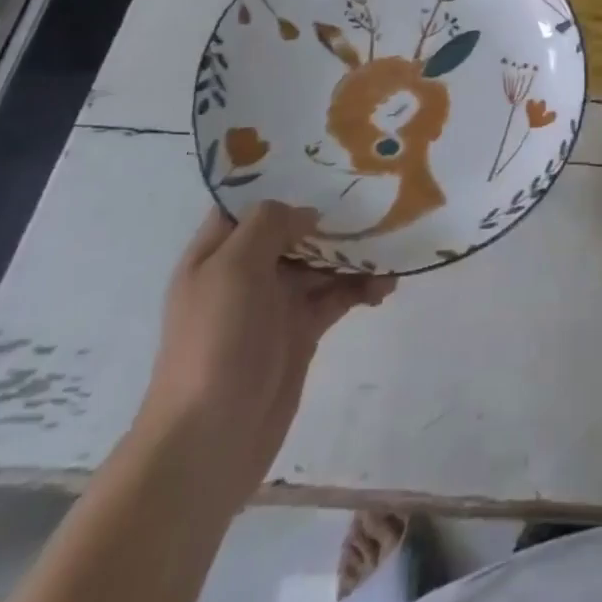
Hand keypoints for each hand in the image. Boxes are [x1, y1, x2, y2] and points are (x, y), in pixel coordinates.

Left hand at [134, 201, 394, 512]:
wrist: (209, 441)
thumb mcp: (233, 268)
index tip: (327, 161)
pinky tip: (386, 286)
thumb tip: (307, 214)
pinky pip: (338, 296)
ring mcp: (275, 304)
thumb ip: (269, 225)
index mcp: (219, 252)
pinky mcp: (301, 333)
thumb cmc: (214, 342)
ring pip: (323, 262)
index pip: (249, 203)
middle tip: (376, 196)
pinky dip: (362, 287)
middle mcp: (246, 272)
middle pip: (295, 230)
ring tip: (391, 246)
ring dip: (355, 253)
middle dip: (332, 215)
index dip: (283, 180)